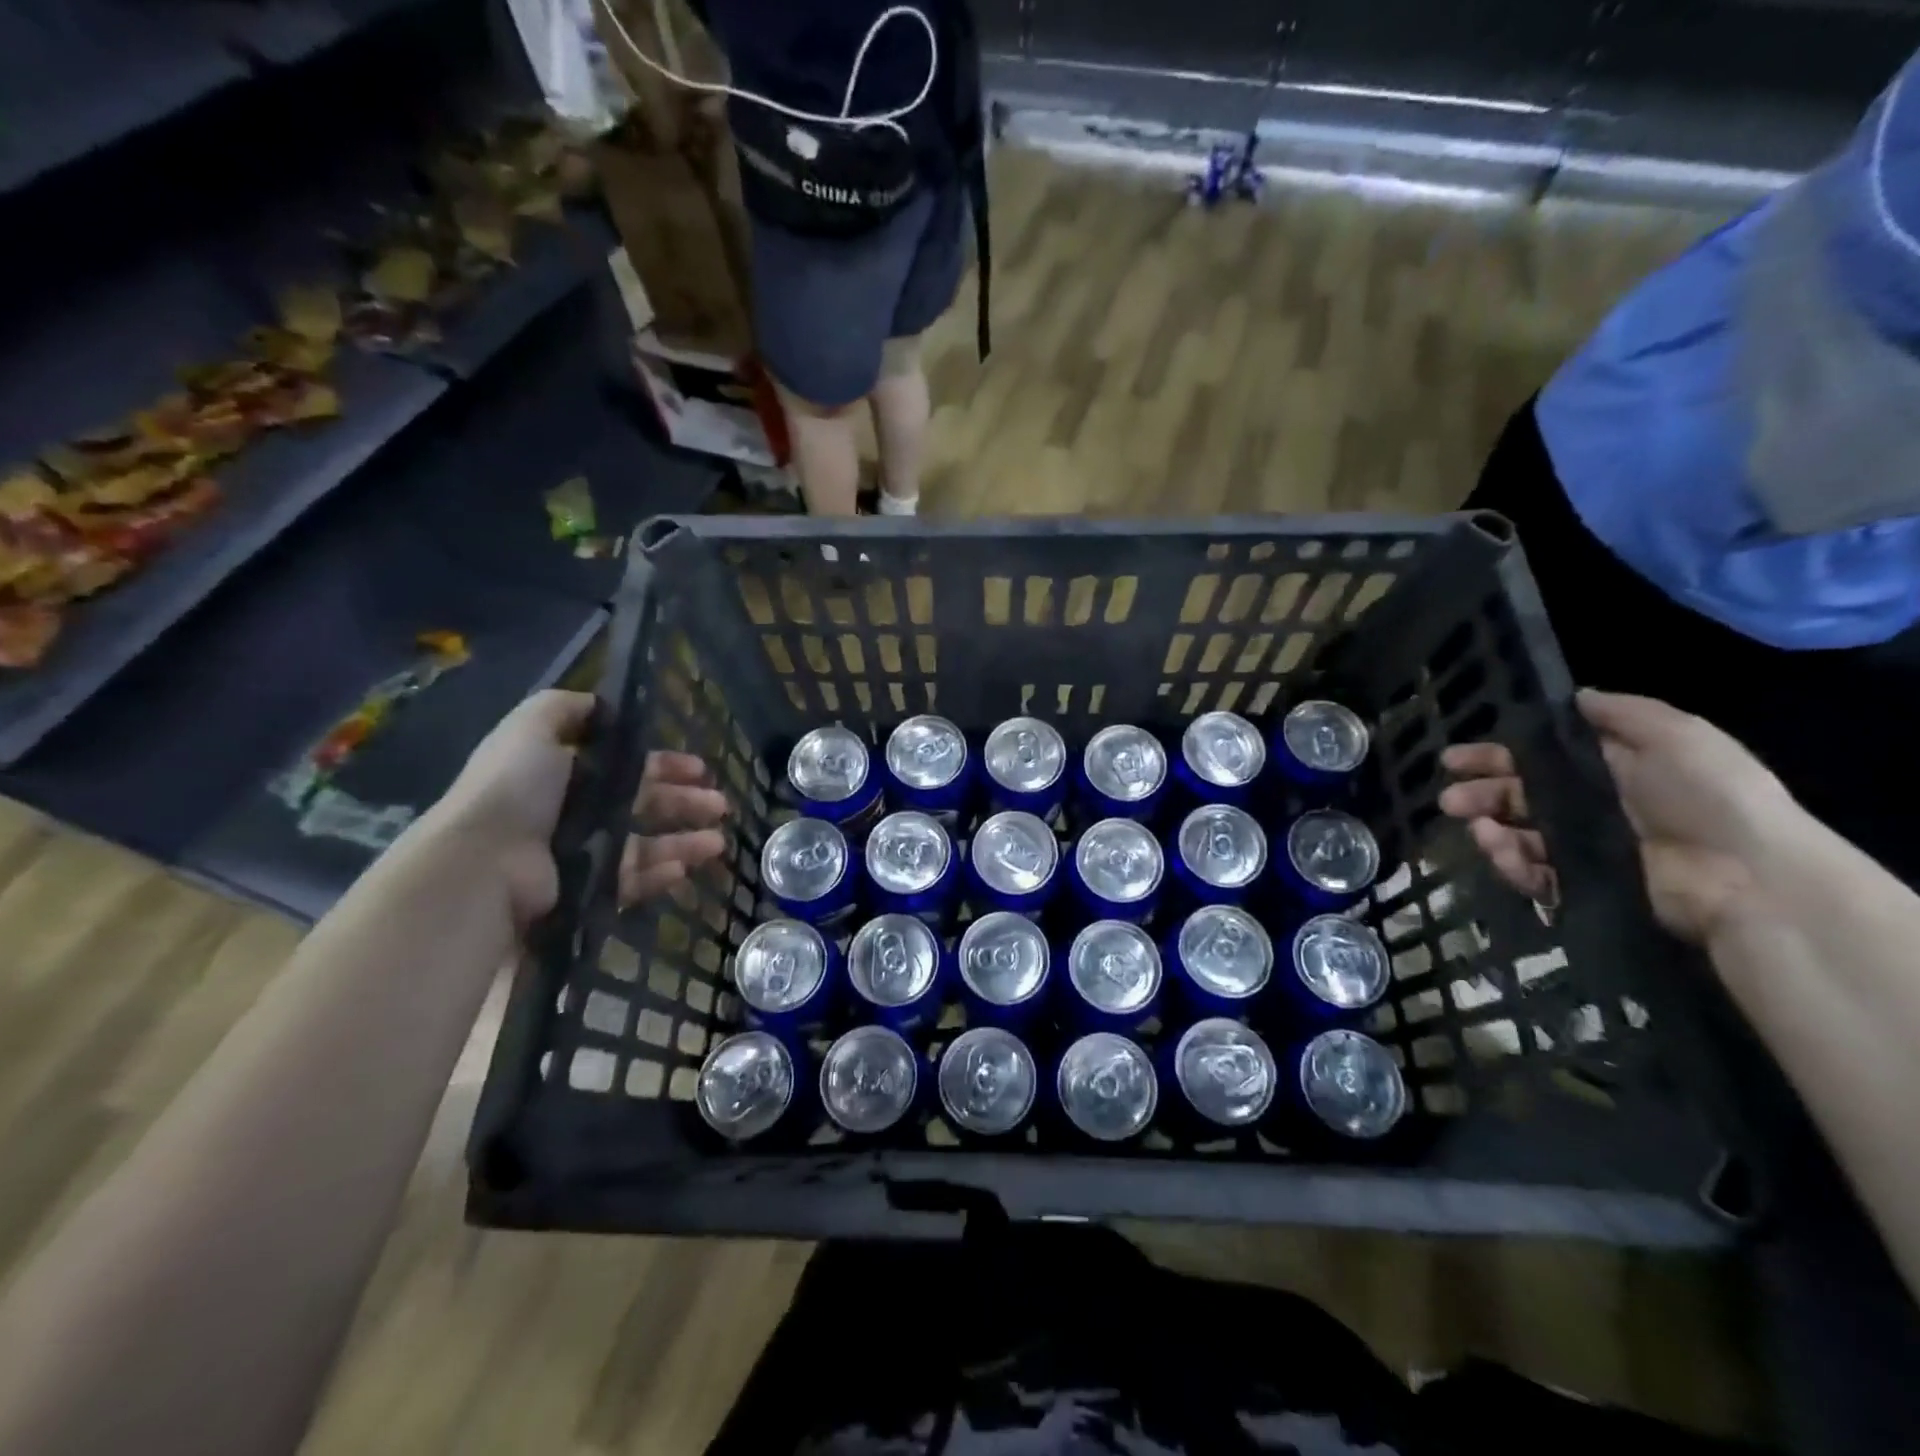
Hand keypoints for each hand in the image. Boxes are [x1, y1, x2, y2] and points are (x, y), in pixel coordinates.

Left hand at [432, 690, 729, 929]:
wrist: (484, 863)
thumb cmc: (514, 790)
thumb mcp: (532, 728)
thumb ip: (565, 709)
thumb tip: (601, 705)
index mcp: (564, 772)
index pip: (627, 766)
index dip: (665, 765)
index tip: (700, 768)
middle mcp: (574, 811)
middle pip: (642, 804)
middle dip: (684, 802)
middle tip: (720, 805)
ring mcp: (580, 853)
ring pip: (645, 844)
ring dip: (683, 841)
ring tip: (718, 842)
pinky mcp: (586, 891)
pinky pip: (631, 880)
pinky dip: (659, 874)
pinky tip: (685, 869)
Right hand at [1440, 689, 1801, 942]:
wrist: (1751, 877)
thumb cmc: (1711, 797)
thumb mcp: (1678, 734)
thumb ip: (1622, 712)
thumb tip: (1573, 696)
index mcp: (1610, 770)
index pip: (1537, 760)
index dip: (1495, 757)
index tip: (1454, 758)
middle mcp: (1593, 808)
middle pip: (1519, 798)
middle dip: (1479, 795)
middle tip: (1449, 800)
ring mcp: (1587, 849)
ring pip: (1519, 836)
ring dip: (1490, 830)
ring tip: (1479, 829)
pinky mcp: (1585, 886)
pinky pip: (1535, 874)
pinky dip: (1511, 864)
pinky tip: (1501, 851)